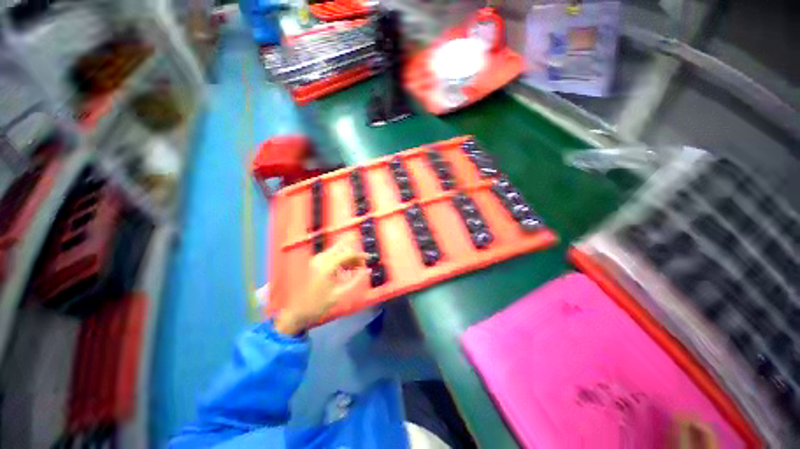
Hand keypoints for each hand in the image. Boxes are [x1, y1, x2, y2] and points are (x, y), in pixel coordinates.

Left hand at [274, 239, 366, 334]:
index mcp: (327, 265)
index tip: (369, 259)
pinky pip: (331, 255)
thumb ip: (356, 280)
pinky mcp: (314, 263)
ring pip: (336, 251)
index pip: (348, 254)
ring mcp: (316, 260)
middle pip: (342, 248)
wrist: (297, 312)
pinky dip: (340, 259)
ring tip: (357, 266)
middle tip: (363, 263)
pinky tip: (346, 267)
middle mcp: (320, 258)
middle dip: (354, 254)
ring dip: (348, 256)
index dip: (360, 255)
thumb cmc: (319, 304)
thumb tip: (368, 270)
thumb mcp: (340, 293)